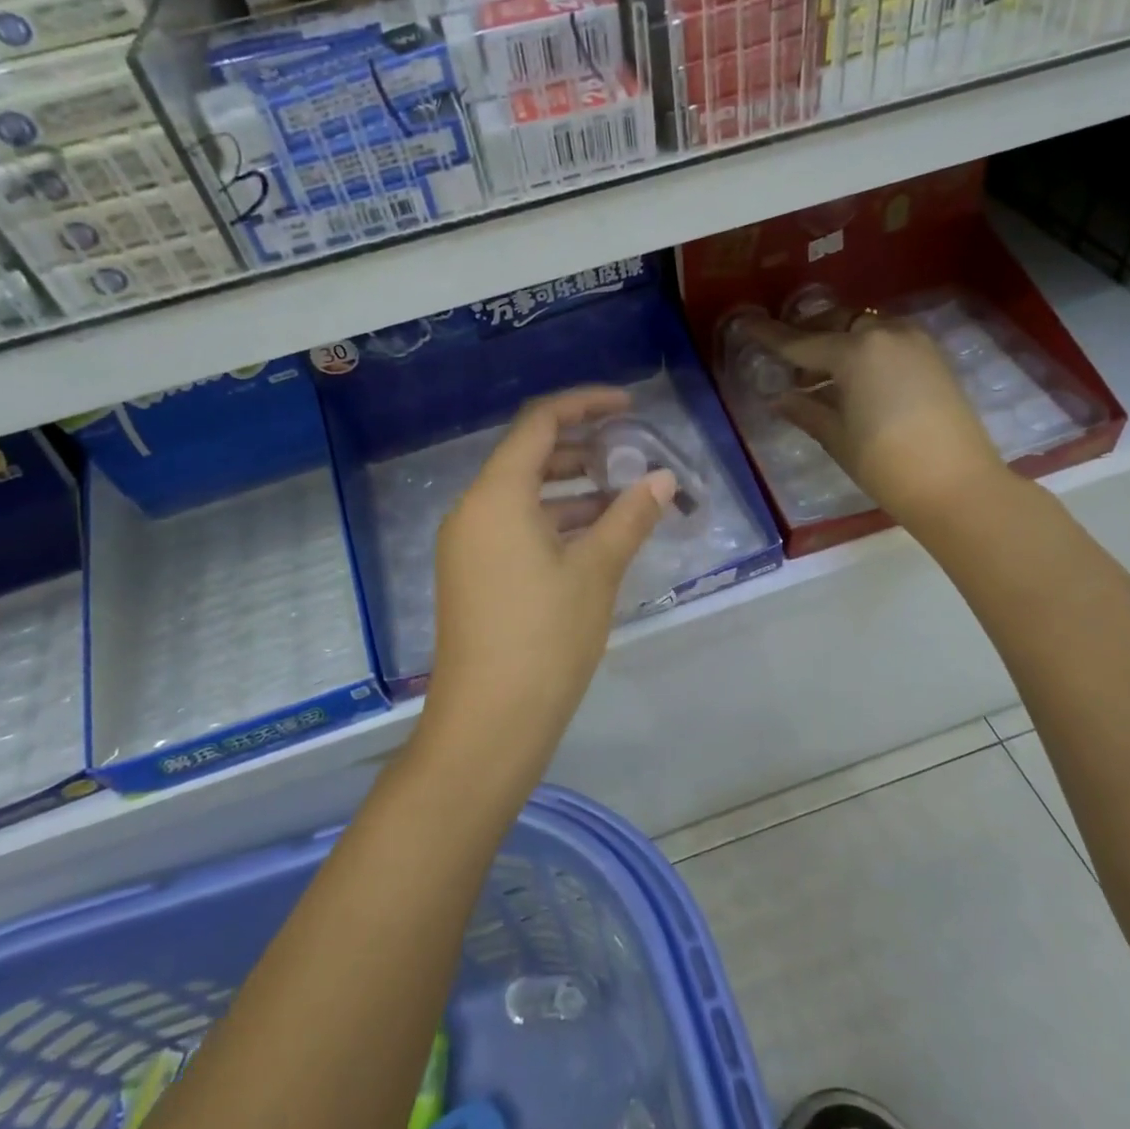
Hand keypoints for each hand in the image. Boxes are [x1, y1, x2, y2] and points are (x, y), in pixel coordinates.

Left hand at [424, 387, 675, 774]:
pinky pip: (513, 528)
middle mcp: (472, 510)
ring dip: (570, 492)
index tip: (628, 406)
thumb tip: (663, 479)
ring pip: (522, 497)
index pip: (539, 423)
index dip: (584, 405)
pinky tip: (593, 541)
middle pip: (528, 457)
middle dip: (581, 451)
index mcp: (496, 496)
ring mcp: (467, 545)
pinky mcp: (471, 575)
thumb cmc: (545, 638)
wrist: (487, 723)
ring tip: (623, 501)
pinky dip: (552, 524)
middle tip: (630, 459)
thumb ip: (629, 517)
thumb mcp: (595, 572)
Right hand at [743, 313, 1006, 521]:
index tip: (746, 324)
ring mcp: (914, 342)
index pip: (800, 342)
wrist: (958, 486)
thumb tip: (779, 398)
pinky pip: (885, 341)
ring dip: (836, 343)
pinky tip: (850, 380)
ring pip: (862, 329)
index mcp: (855, 351)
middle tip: (786, 362)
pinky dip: (862, 351)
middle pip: (834, 323)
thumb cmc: (886, 464)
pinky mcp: (932, 357)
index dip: (769, 335)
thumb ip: (805, 410)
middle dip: (806, 336)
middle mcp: (885, 334)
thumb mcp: (836, 437)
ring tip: (816, 377)